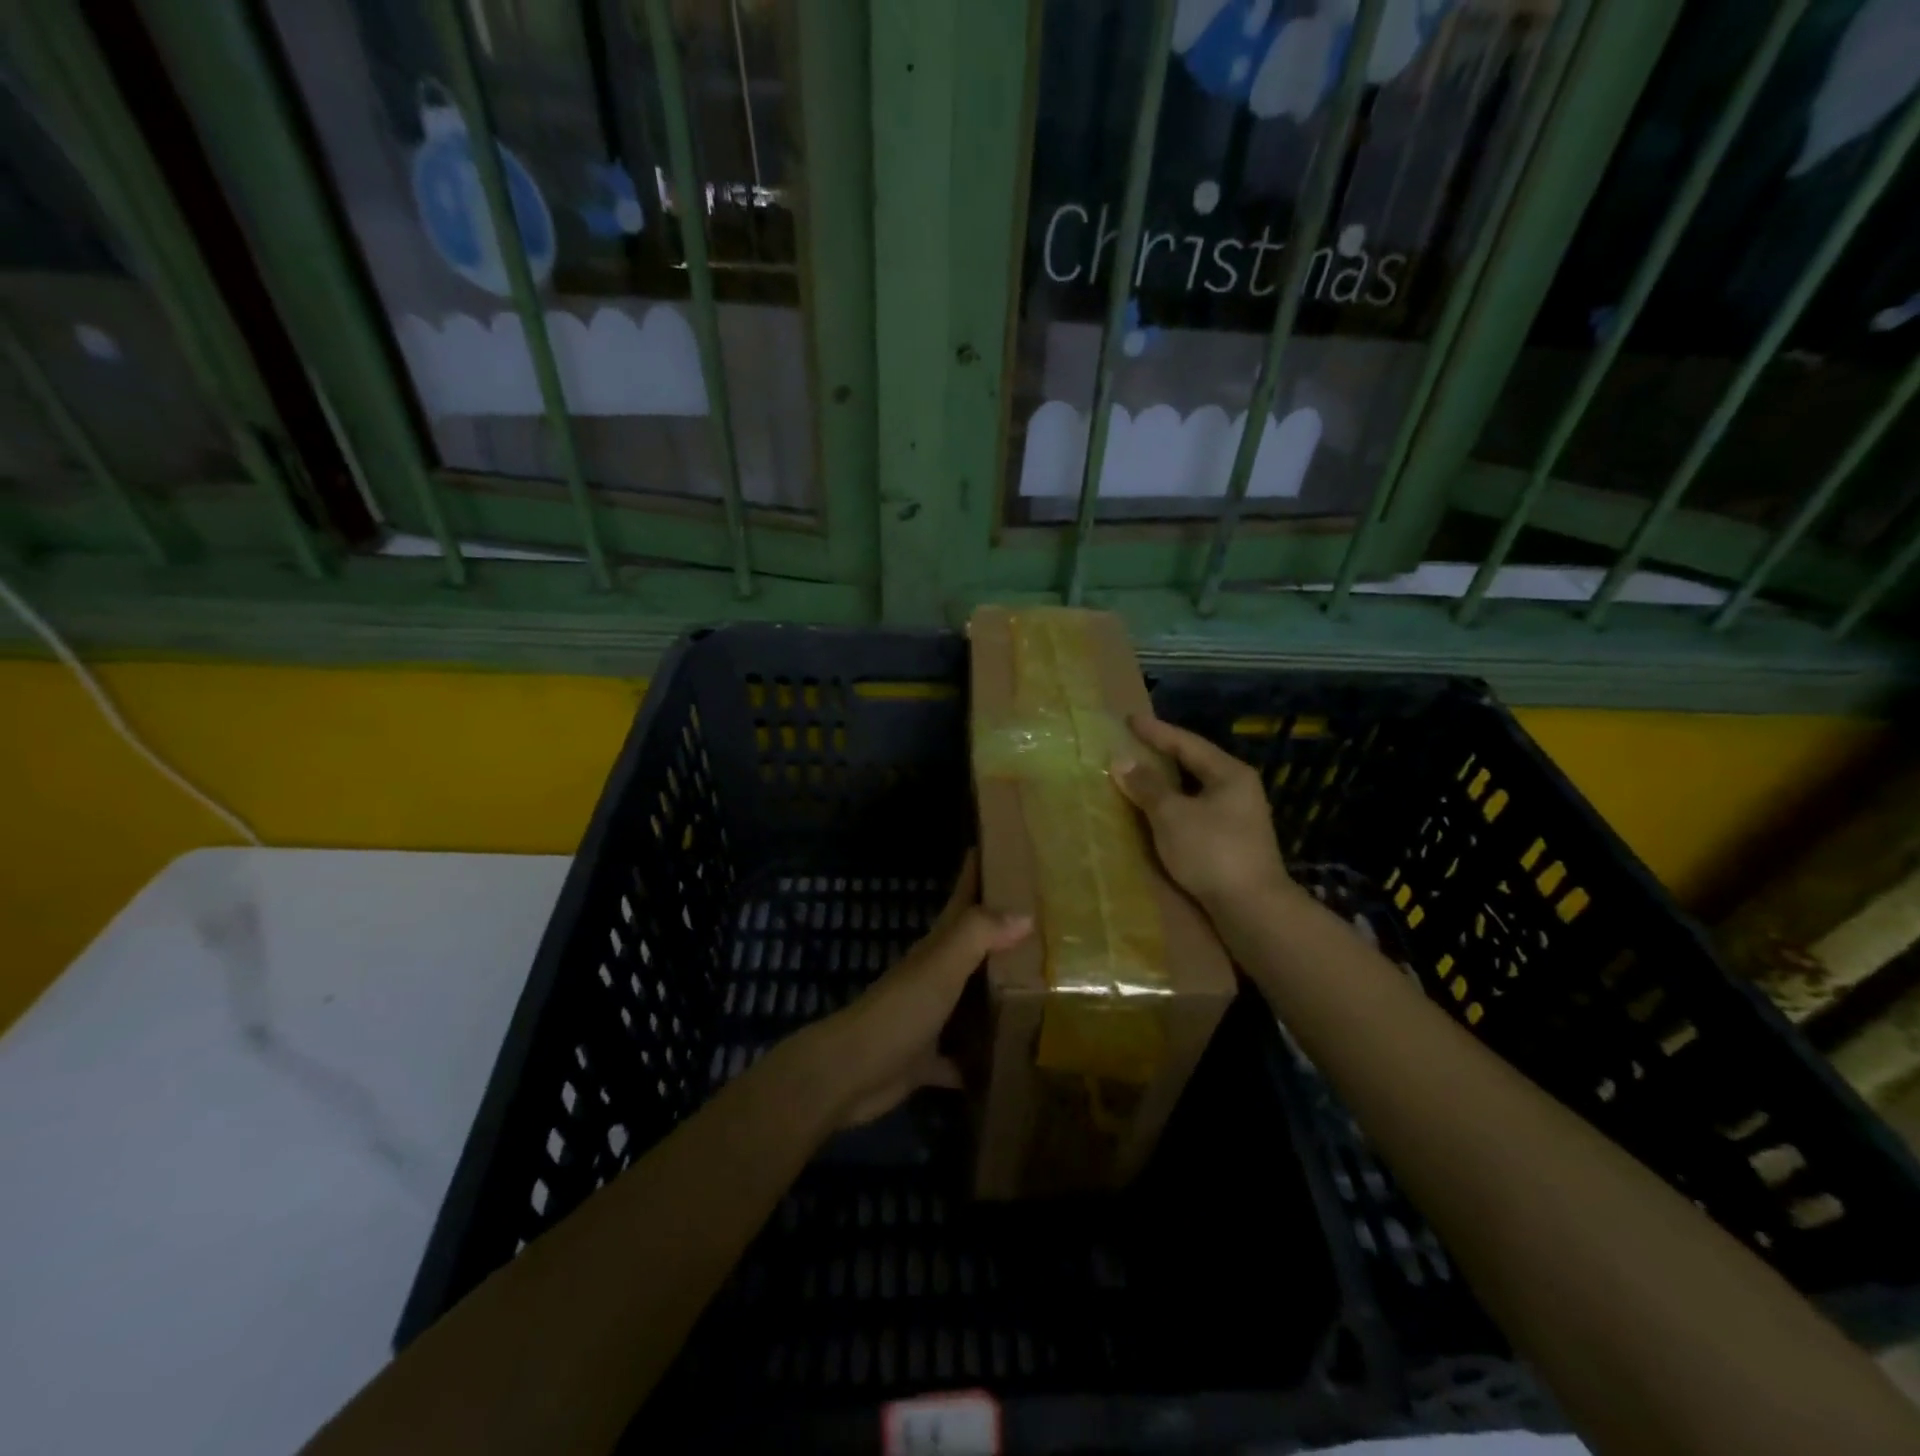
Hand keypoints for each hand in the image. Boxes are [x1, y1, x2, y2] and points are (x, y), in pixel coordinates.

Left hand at [801, 852, 1030, 1127]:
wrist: (849, 1073)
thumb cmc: (898, 1011)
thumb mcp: (940, 966)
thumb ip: (978, 935)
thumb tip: (1025, 913)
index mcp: (936, 948)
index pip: (962, 900)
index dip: (977, 872)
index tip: (1004, 848)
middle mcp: (934, 976)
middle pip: (973, 947)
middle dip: (1004, 934)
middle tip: (1047, 925)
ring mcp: (929, 1017)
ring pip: (970, 999)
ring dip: (998, 995)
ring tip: (1045, 991)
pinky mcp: (927, 1059)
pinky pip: (962, 1056)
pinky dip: (981, 1057)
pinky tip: (1012, 1061)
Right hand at [1112, 713, 1291, 913]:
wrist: (1252, 908)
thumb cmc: (1212, 851)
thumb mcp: (1172, 814)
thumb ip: (1147, 786)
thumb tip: (1122, 760)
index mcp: (1229, 774)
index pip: (1187, 743)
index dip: (1156, 731)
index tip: (1130, 720)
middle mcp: (1238, 789)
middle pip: (1194, 763)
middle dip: (1163, 754)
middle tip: (1133, 744)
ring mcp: (1238, 817)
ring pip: (1195, 790)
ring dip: (1166, 783)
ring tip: (1139, 776)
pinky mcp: (1232, 842)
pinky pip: (1196, 811)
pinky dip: (1173, 806)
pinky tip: (1156, 813)